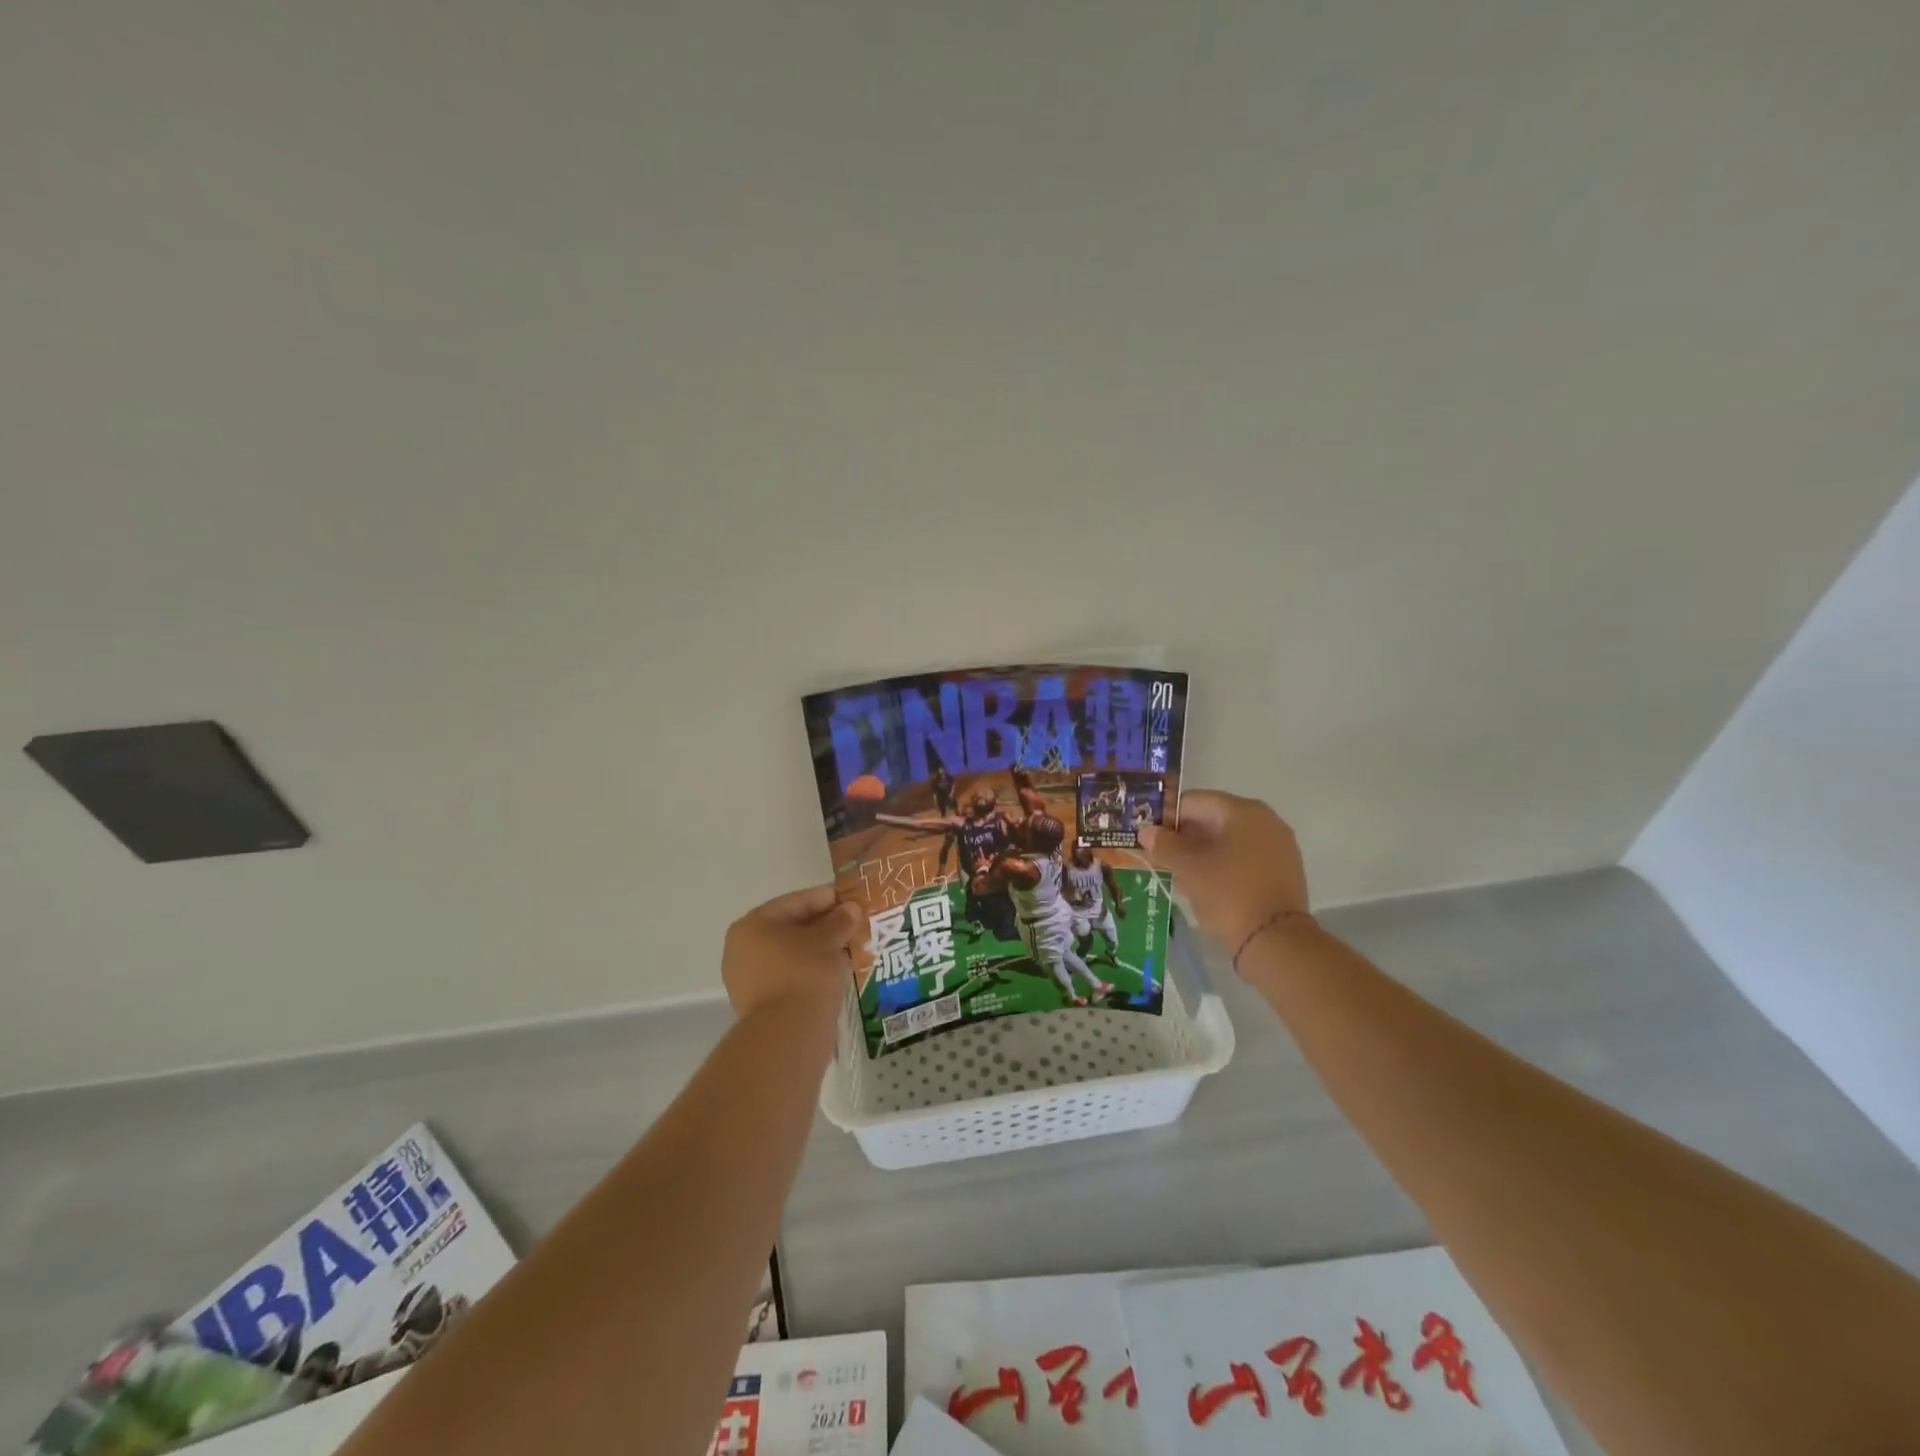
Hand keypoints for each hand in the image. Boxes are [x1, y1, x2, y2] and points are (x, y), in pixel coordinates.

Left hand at [721, 885, 862, 1021]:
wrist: (788, 1034)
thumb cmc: (804, 973)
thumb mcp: (827, 940)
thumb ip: (839, 920)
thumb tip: (851, 909)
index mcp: (752, 925)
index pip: (795, 902)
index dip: (826, 898)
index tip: (852, 899)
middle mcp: (742, 949)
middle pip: (791, 928)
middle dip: (824, 925)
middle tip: (854, 923)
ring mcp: (748, 979)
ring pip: (791, 954)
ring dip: (820, 949)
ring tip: (850, 946)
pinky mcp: (761, 1004)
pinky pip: (790, 976)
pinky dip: (812, 970)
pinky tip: (837, 970)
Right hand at [1139, 791, 1310, 958]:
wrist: (1276, 942)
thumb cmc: (1228, 894)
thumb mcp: (1188, 868)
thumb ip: (1164, 845)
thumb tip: (1147, 831)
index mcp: (1243, 811)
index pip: (1194, 801)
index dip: (1166, 817)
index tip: (1147, 837)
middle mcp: (1265, 821)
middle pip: (1212, 820)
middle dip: (1182, 837)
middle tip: (1156, 856)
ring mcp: (1276, 847)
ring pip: (1226, 842)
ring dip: (1198, 854)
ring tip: (1173, 873)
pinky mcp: (1280, 872)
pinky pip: (1241, 859)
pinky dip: (1218, 866)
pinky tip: (1198, 885)